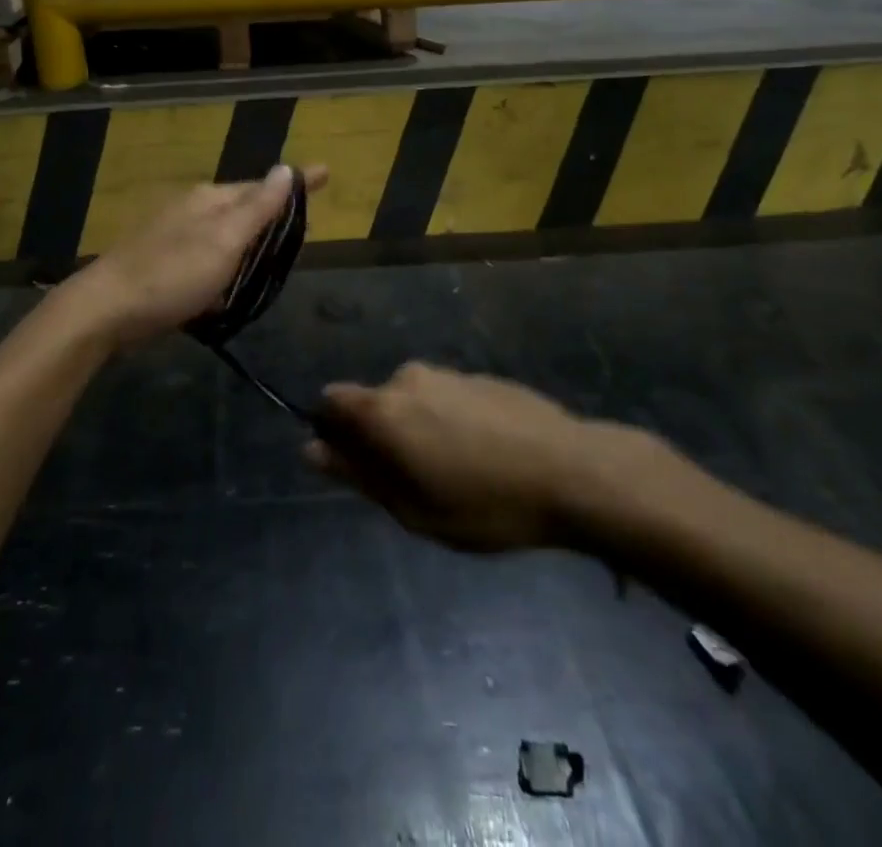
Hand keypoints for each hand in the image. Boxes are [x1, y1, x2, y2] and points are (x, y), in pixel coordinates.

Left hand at [54, 164, 328, 350]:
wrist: (105, 310)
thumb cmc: (172, 275)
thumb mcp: (223, 241)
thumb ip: (257, 207)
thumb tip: (286, 168)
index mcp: (210, 199)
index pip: (263, 186)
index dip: (295, 184)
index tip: (327, 173)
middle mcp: (193, 210)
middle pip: (244, 207)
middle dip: (274, 213)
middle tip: (307, 224)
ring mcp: (175, 236)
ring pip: (226, 234)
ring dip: (251, 241)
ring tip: (277, 253)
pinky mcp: (164, 264)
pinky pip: (208, 257)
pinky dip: (227, 264)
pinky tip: (231, 283)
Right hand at [304, 362, 658, 552]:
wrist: (571, 471)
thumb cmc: (484, 503)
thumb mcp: (412, 508)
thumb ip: (357, 475)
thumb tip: (310, 450)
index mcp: (383, 409)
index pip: (331, 401)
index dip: (334, 433)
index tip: (359, 468)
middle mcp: (407, 378)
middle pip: (373, 403)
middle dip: (381, 437)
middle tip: (417, 484)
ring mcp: (447, 373)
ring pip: (412, 400)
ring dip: (418, 429)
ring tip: (459, 473)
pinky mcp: (480, 376)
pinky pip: (446, 397)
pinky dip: (450, 421)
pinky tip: (486, 454)